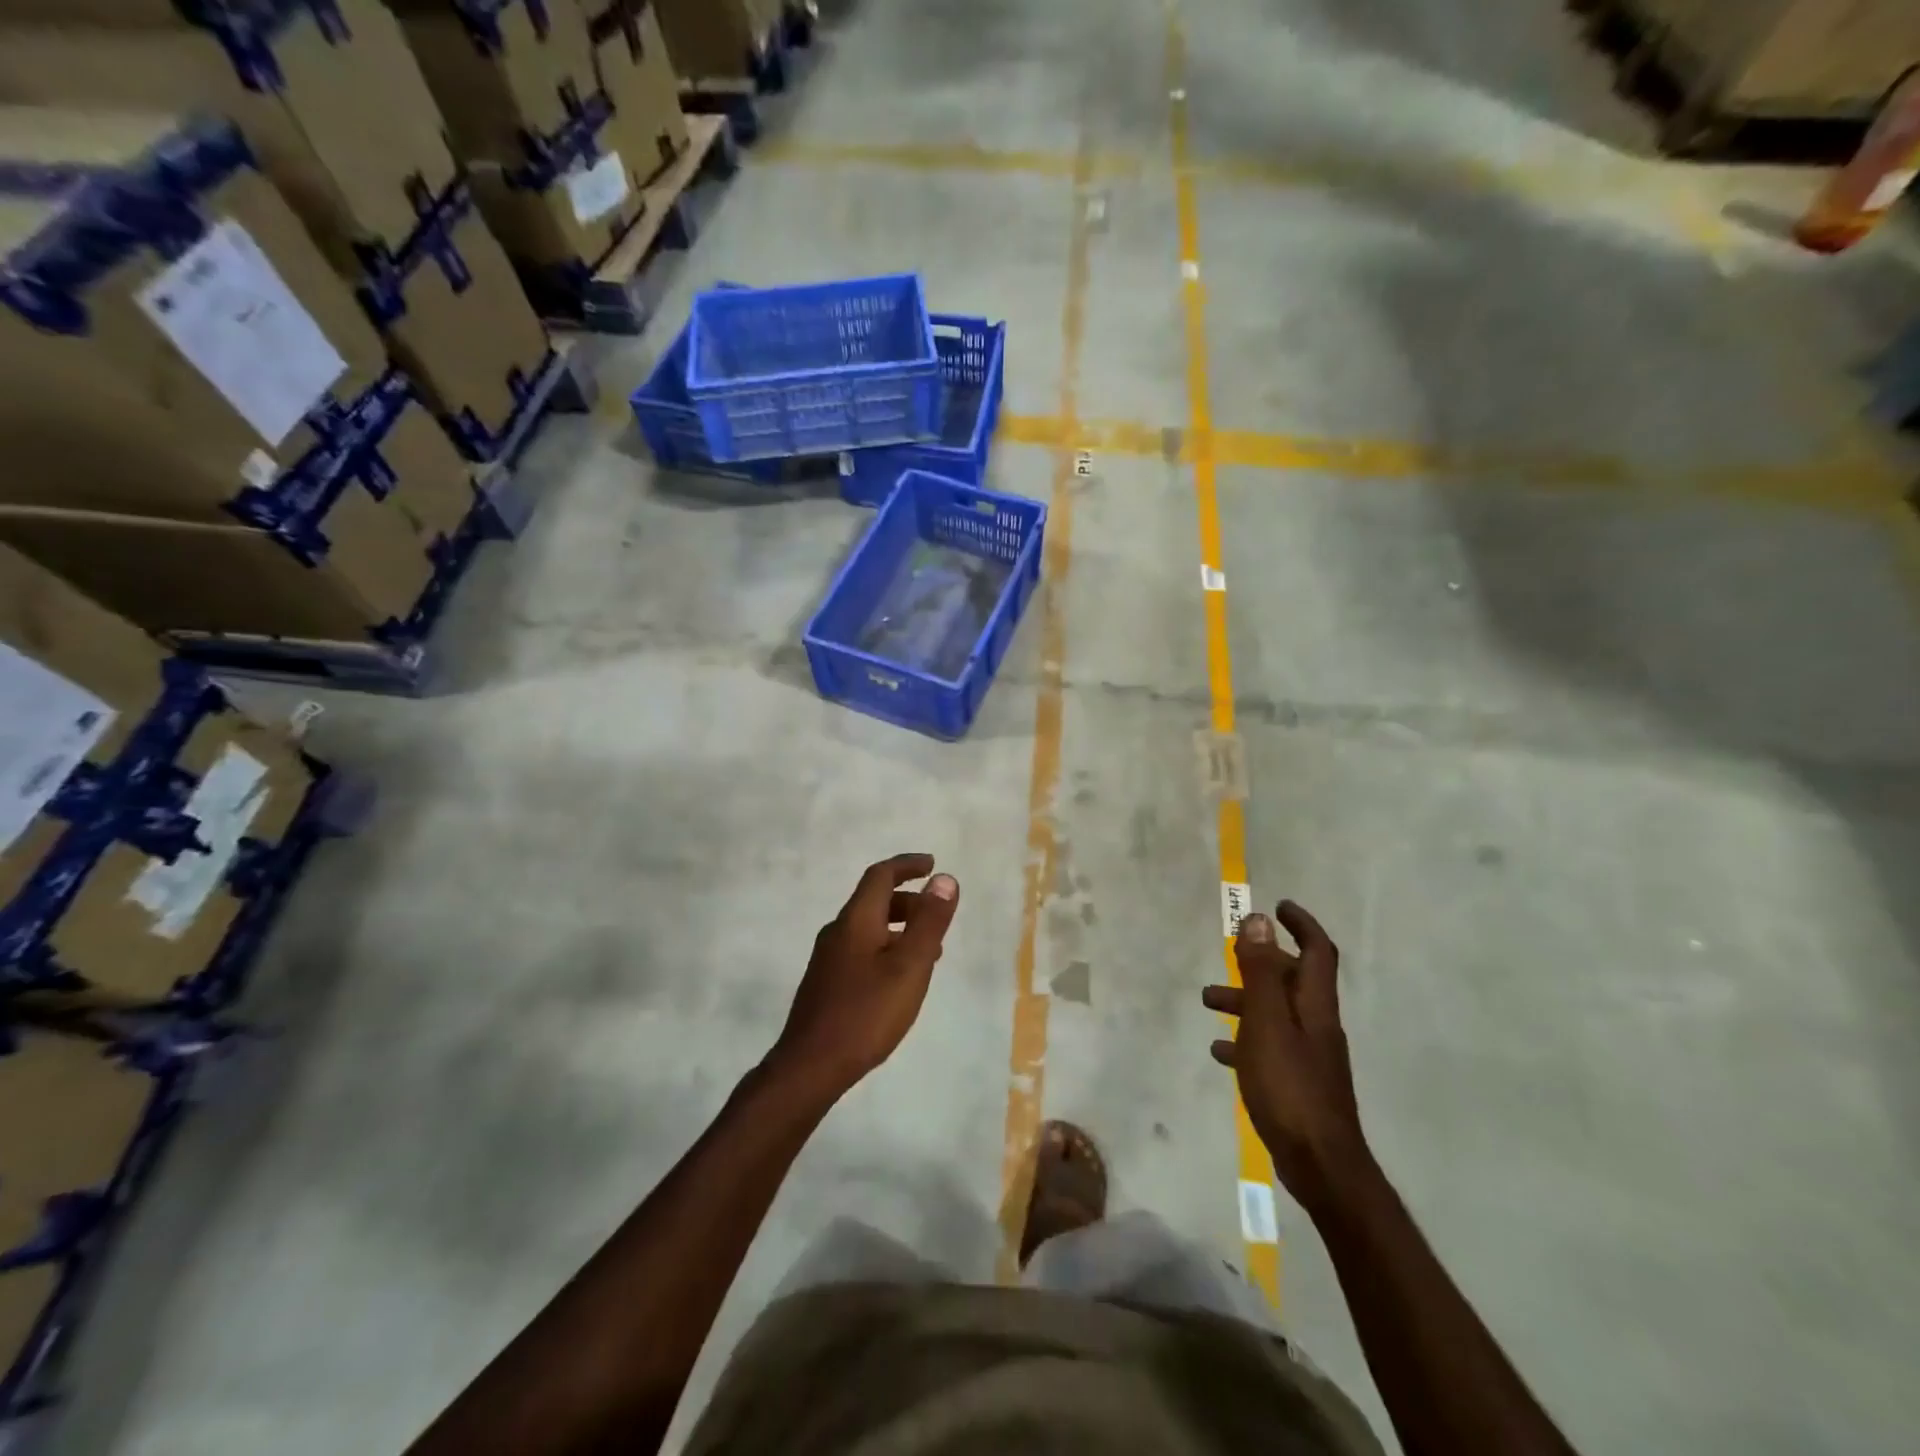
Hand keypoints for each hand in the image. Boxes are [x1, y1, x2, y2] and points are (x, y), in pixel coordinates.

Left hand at [770, 854, 959, 1099]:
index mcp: (856, 920)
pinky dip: (886, 948)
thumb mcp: (909, 966)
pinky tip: (899, 980)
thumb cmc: (866, 1013)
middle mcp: (838, 932)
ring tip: (929, 952)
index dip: (907, 865)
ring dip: (900, 928)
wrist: (809, 1067)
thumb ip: (929, 922)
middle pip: (874, 901)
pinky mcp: (826, 983)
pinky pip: (861, 949)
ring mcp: (828, 959)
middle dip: (908, 900)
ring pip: (868, 928)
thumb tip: (944, 879)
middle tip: (937, 916)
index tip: (932, 864)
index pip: (880, 875)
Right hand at [1203, 901, 1368, 1209]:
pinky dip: (1245, 1039)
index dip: (1302, 925)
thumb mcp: (1266, 1022)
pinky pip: (1268, 1047)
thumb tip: (1259, 920)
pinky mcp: (1297, 1084)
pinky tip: (1219, 1051)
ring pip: (1275, 1013)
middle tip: (1229, 952)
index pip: (1318, 952)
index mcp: (1314, 1006)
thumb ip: (1260, 972)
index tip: (1279, 906)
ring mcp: (1309, 1056)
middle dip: (1261, 962)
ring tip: (1208, 1001)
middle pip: (1292, 980)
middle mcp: (1316, 1025)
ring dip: (1245, 999)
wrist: (1321, 1165)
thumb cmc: (1290, 1087)